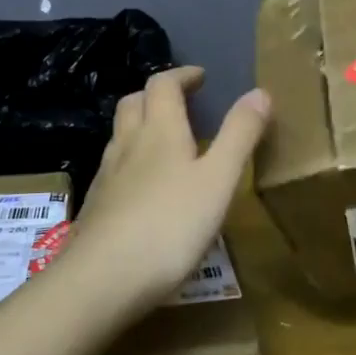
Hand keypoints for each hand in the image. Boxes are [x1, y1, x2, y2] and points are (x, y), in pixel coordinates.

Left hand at [63, 67, 270, 308]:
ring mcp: (106, 175)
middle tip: (181, 103)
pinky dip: (129, 161)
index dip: (182, 76)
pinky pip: (112, 167)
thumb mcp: (219, 180)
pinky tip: (142, 188)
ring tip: (164, 141)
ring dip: (140, 125)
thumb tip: (260, 91)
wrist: (101, 279)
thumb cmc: (169, 225)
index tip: (200, 78)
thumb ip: (240, 135)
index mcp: (160, 130)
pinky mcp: (95, 206)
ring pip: (119, 134)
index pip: (163, 84)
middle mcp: (128, 143)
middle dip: (157, 94)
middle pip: (134, 102)